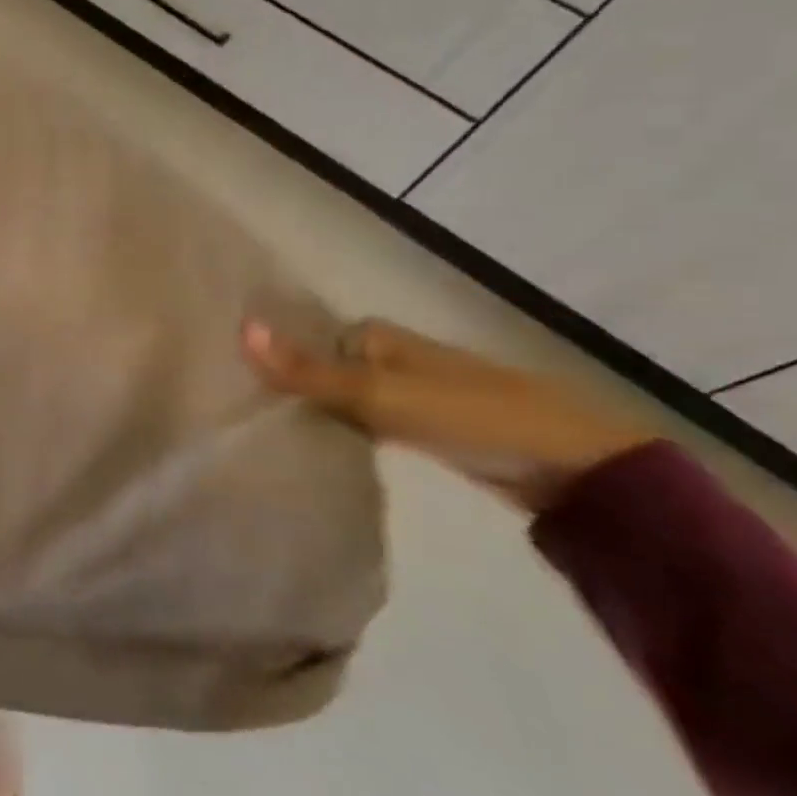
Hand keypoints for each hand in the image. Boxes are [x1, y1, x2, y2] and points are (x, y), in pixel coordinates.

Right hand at [242, 318, 652, 514]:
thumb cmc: (473, 415)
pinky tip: (305, 451)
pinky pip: (357, 423)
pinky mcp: (416, 428)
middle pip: (314, 368)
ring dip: (304, 412)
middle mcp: (383, 357)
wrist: (576, 467)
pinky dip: (334, 432)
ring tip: (251, 434)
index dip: (263, 358)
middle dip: (279, 386)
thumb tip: (239, 328)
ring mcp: (401, 393)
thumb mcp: (381, 394)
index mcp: (372, 336)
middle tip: (228, 414)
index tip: (220, 383)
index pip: (298, 339)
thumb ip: (308, 371)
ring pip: (334, 397)